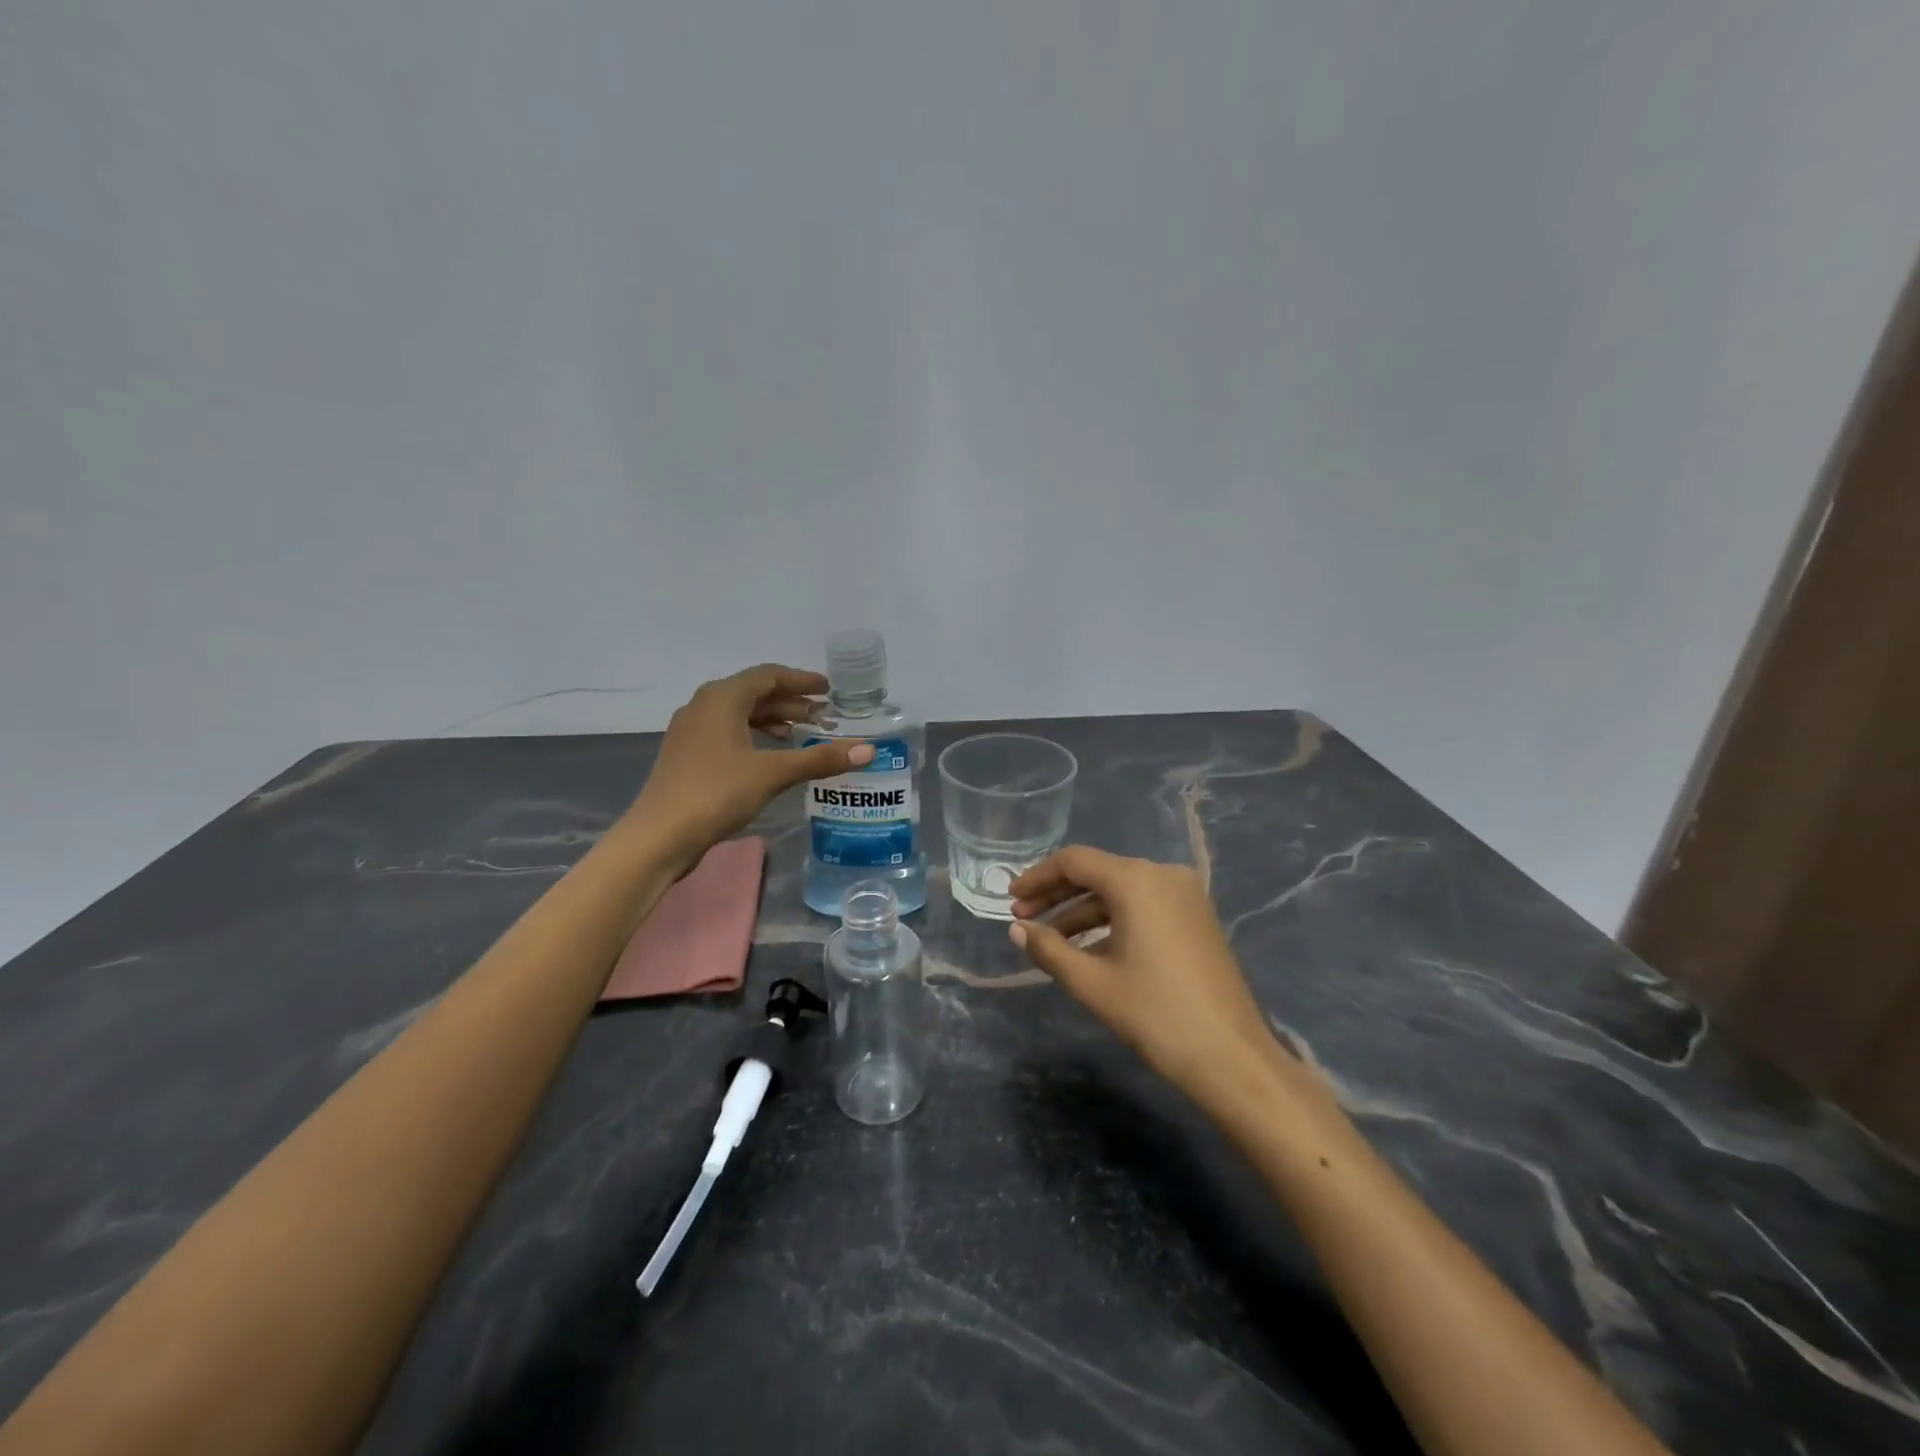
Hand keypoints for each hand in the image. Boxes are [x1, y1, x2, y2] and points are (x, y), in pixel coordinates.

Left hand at [627, 664, 872, 866]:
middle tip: (823, 715)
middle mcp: (703, 705)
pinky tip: (770, 757)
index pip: (768, 676)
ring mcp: (691, 731)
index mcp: (721, 697)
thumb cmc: (716, 793)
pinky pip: (727, 732)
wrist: (659, 836)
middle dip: (790, 701)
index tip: (829, 689)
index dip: (801, 681)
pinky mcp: (687, 755)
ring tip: (801, 734)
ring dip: (772, 720)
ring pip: (739, 714)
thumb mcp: (773, 773)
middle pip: (753, 693)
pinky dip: (754, 736)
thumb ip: (819, 759)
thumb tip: (868, 750)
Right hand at [1009, 847, 1300, 1113]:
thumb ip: (1048, 949)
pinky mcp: (1197, 917)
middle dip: (1057, 894)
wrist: (1231, 1057)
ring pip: (1121, 890)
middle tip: (1022, 918)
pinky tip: (1090, 947)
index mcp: (1136, 880)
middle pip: (1098, 872)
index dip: (1037, 877)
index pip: (1074, 861)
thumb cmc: (1155, 1014)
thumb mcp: (1092, 983)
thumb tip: (1016, 929)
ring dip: (1083, 910)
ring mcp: (1185, 895)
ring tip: (1050, 938)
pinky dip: (1112, 919)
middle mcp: (1162, 874)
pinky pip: (1143, 905)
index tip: (1010, 899)